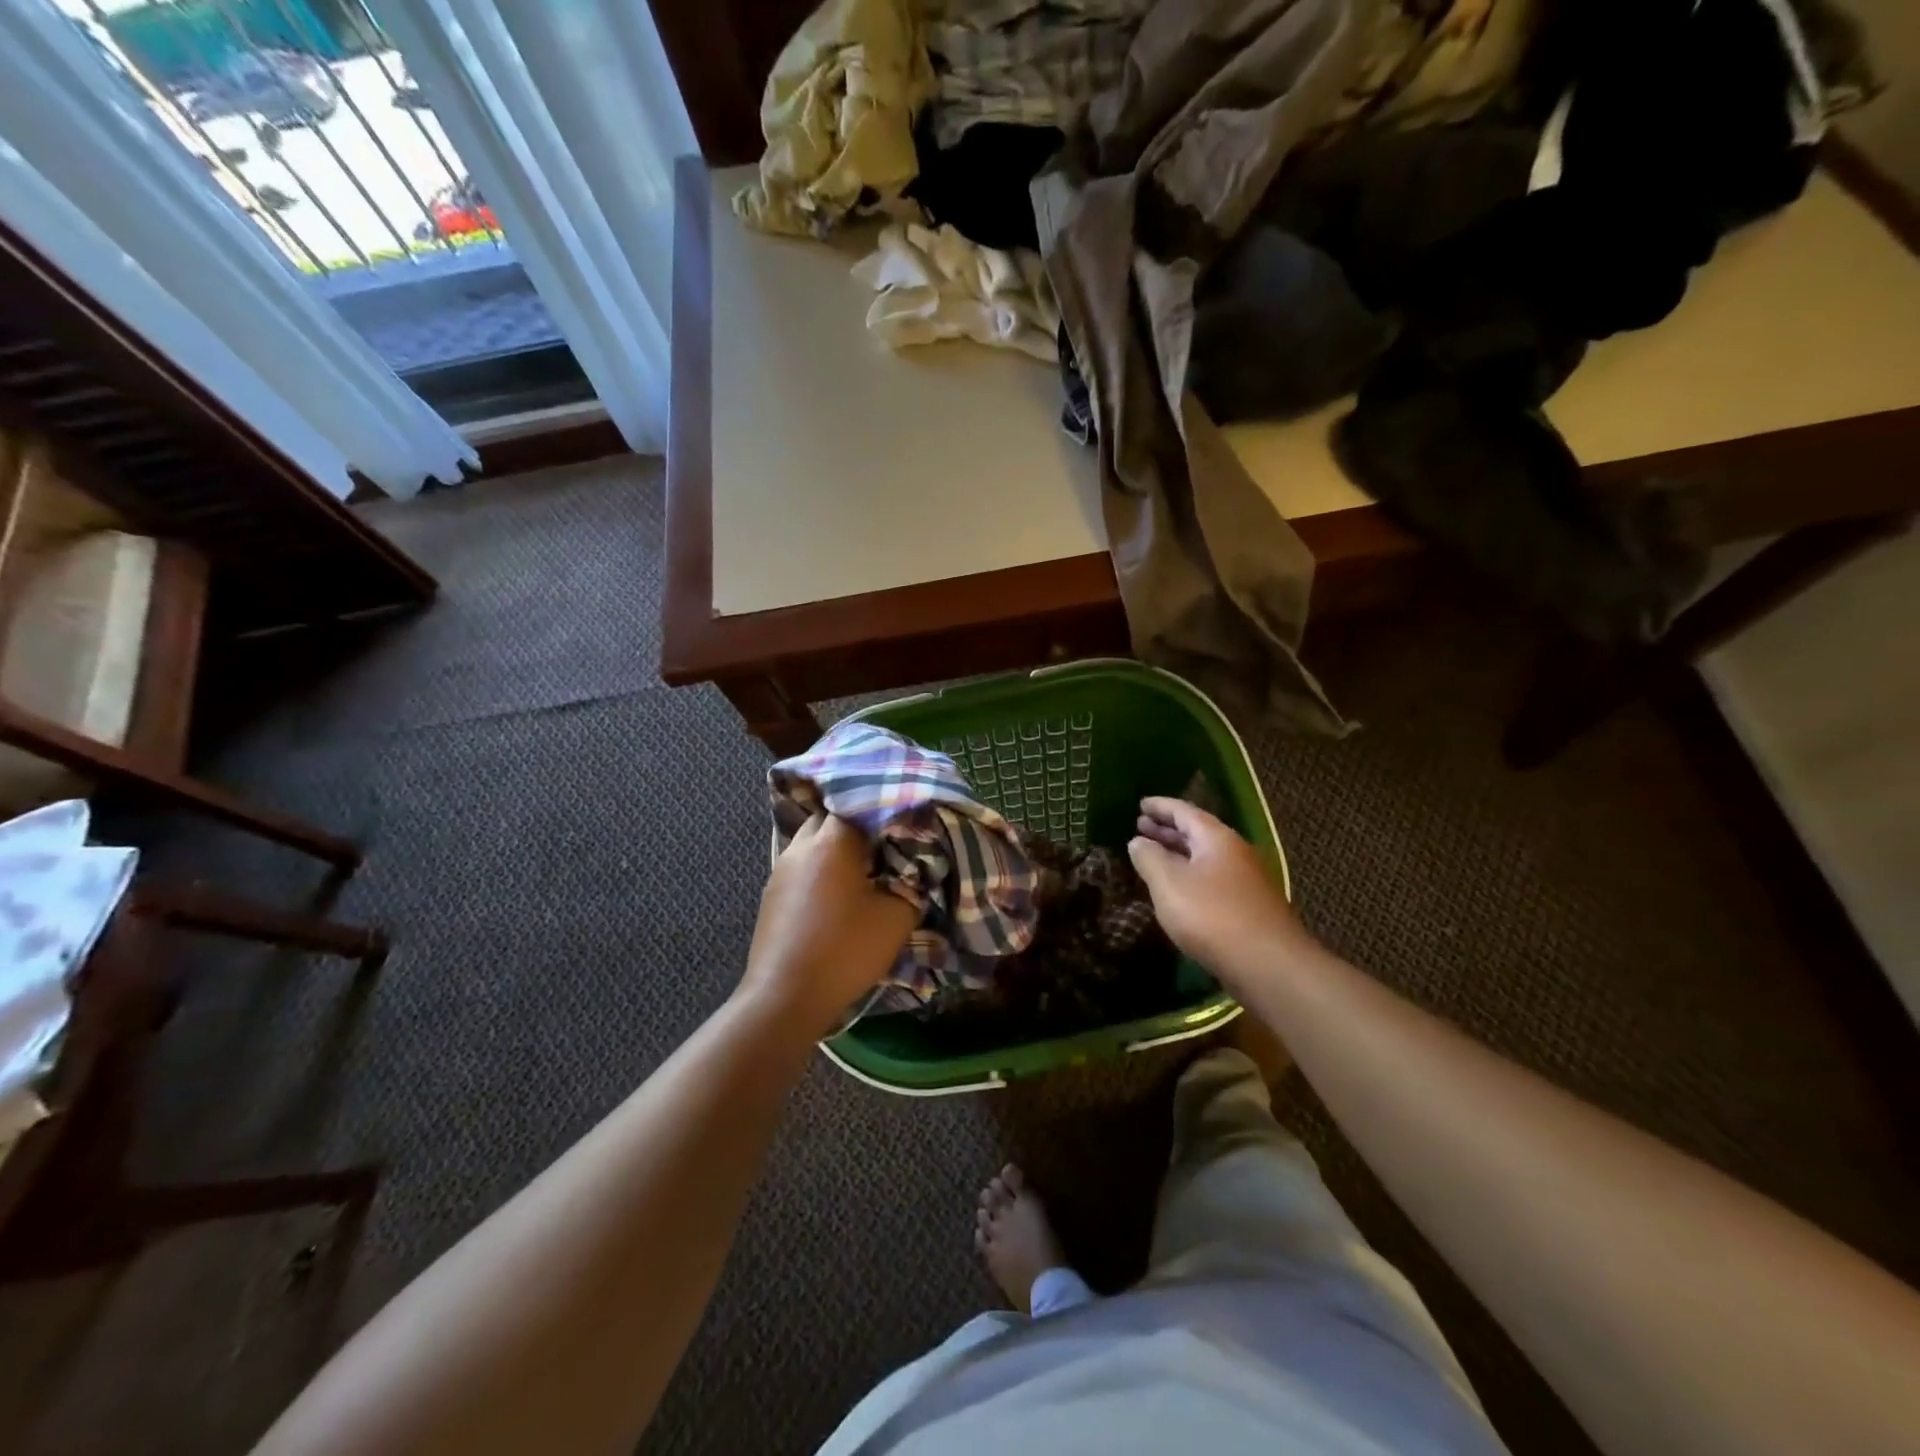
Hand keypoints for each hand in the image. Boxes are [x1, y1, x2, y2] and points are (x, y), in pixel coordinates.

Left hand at [737, 814, 917, 1036]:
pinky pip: (802, 865)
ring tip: (864, 864)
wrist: (786, 998)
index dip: (881, 807)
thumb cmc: (844, 951)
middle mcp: (801, 847)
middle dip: (856, 823)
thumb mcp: (895, 919)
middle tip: (884, 839)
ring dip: (835, 846)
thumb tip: (913, 871)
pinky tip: (838, 889)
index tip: (902, 818)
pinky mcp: (772, 894)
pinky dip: (821, 867)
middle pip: (829, 817)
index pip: (856, 803)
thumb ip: (911, 885)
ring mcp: (780, 870)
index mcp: (831, 842)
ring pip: (812, 841)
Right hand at [1127, 797, 1309, 986]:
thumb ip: (1149, 858)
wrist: (1268, 965)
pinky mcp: (1247, 907)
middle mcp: (1235, 853)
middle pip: (1197, 833)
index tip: (1140, 803)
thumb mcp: (1169, 883)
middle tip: (1141, 826)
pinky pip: (1211, 880)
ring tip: (1152, 855)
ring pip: (1204, 858)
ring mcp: (1245, 881)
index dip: (1160, 806)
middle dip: (1168, 829)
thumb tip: (1138, 841)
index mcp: (1217, 838)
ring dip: (1177, 853)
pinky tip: (1176, 890)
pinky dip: (1189, 876)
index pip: (1184, 811)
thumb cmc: (1212, 915)